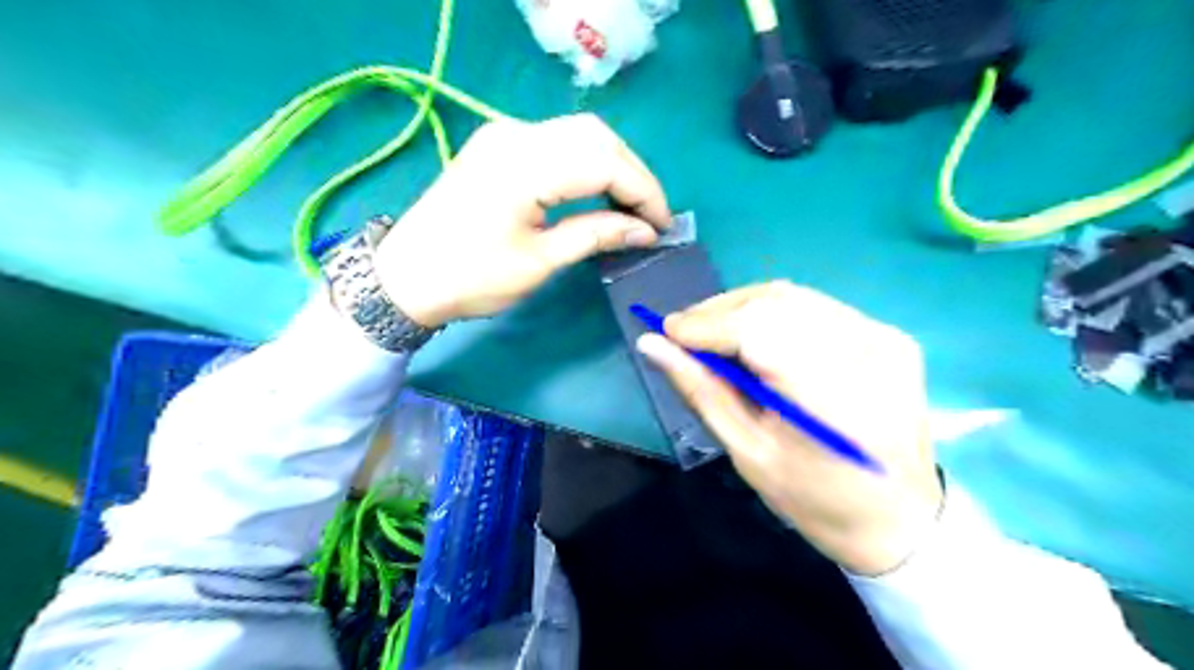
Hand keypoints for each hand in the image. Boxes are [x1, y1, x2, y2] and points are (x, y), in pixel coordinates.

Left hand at [377, 114, 669, 326]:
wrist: (406, 277)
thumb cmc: (472, 277)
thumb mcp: (541, 261)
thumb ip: (596, 235)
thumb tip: (645, 231)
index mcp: (525, 165)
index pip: (605, 162)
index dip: (643, 192)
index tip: (663, 226)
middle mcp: (516, 134)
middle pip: (596, 137)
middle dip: (633, 174)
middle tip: (650, 216)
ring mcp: (504, 134)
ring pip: (579, 134)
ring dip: (613, 164)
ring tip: (630, 206)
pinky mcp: (498, 144)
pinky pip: (557, 142)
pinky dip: (587, 162)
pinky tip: (597, 190)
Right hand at [635, 283, 942, 576]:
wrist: (901, 519)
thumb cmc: (815, 501)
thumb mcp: (747, 453)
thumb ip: (701, 390)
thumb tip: (652, 345)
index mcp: (831, 398)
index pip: (757, 330)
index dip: (706, 324)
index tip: (666, 332)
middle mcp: (867, 353)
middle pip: (776, 301)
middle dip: (720, 310)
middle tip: (685, 333)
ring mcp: (885, 338)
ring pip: (796, 297)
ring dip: (745, 307)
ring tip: (714, 332)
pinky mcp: (891, 336)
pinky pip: (819, 308)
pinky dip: (777, 314)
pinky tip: (758, 336)